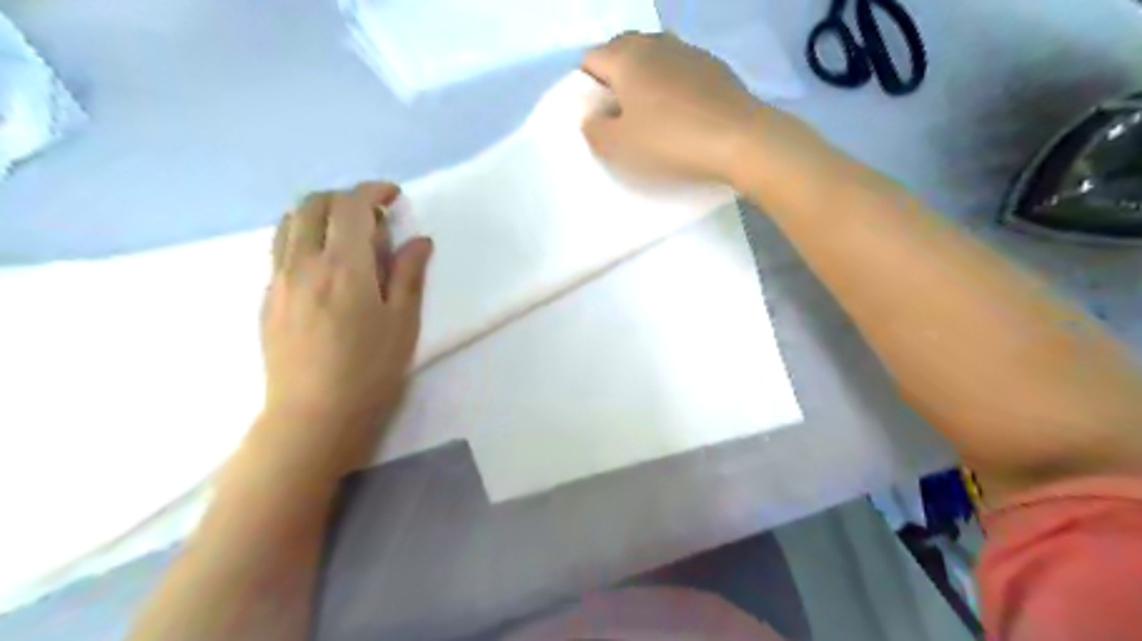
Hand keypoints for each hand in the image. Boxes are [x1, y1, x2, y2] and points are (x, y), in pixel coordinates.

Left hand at [259, 182, 432, 471]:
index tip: (393, 195)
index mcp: (344, 266)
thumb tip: (418, 240)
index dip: (373, 190)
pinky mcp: (266, 299)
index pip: (351, 205)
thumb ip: (409, 274)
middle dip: (344, 196)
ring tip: (345, 234)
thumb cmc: (370, 370)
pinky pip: (279, 249)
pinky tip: (323, 265)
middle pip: (313, 204)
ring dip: (318, 213)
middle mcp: (303, 262)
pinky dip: (302, 237)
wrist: (313, 415)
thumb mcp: (403, 322)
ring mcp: (278, 279)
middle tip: (372, 215)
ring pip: (289, 222)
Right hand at [584, 32, 760, 183]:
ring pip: (653, 59)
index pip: (590, 60)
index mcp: (626, 57)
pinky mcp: (714, 66)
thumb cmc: (670, 141)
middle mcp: (655, 43)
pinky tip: (682, 115)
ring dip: (645, 81)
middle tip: (620, 117)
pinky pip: (680, 70)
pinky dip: (673, 86)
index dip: (586, 88)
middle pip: (621, 52)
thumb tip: (592, 117)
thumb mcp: (619, 147)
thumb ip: (594, 130)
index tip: (597, 118)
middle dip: (614, 80)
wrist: (739, 140)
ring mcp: (688, 51)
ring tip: (652, 117)